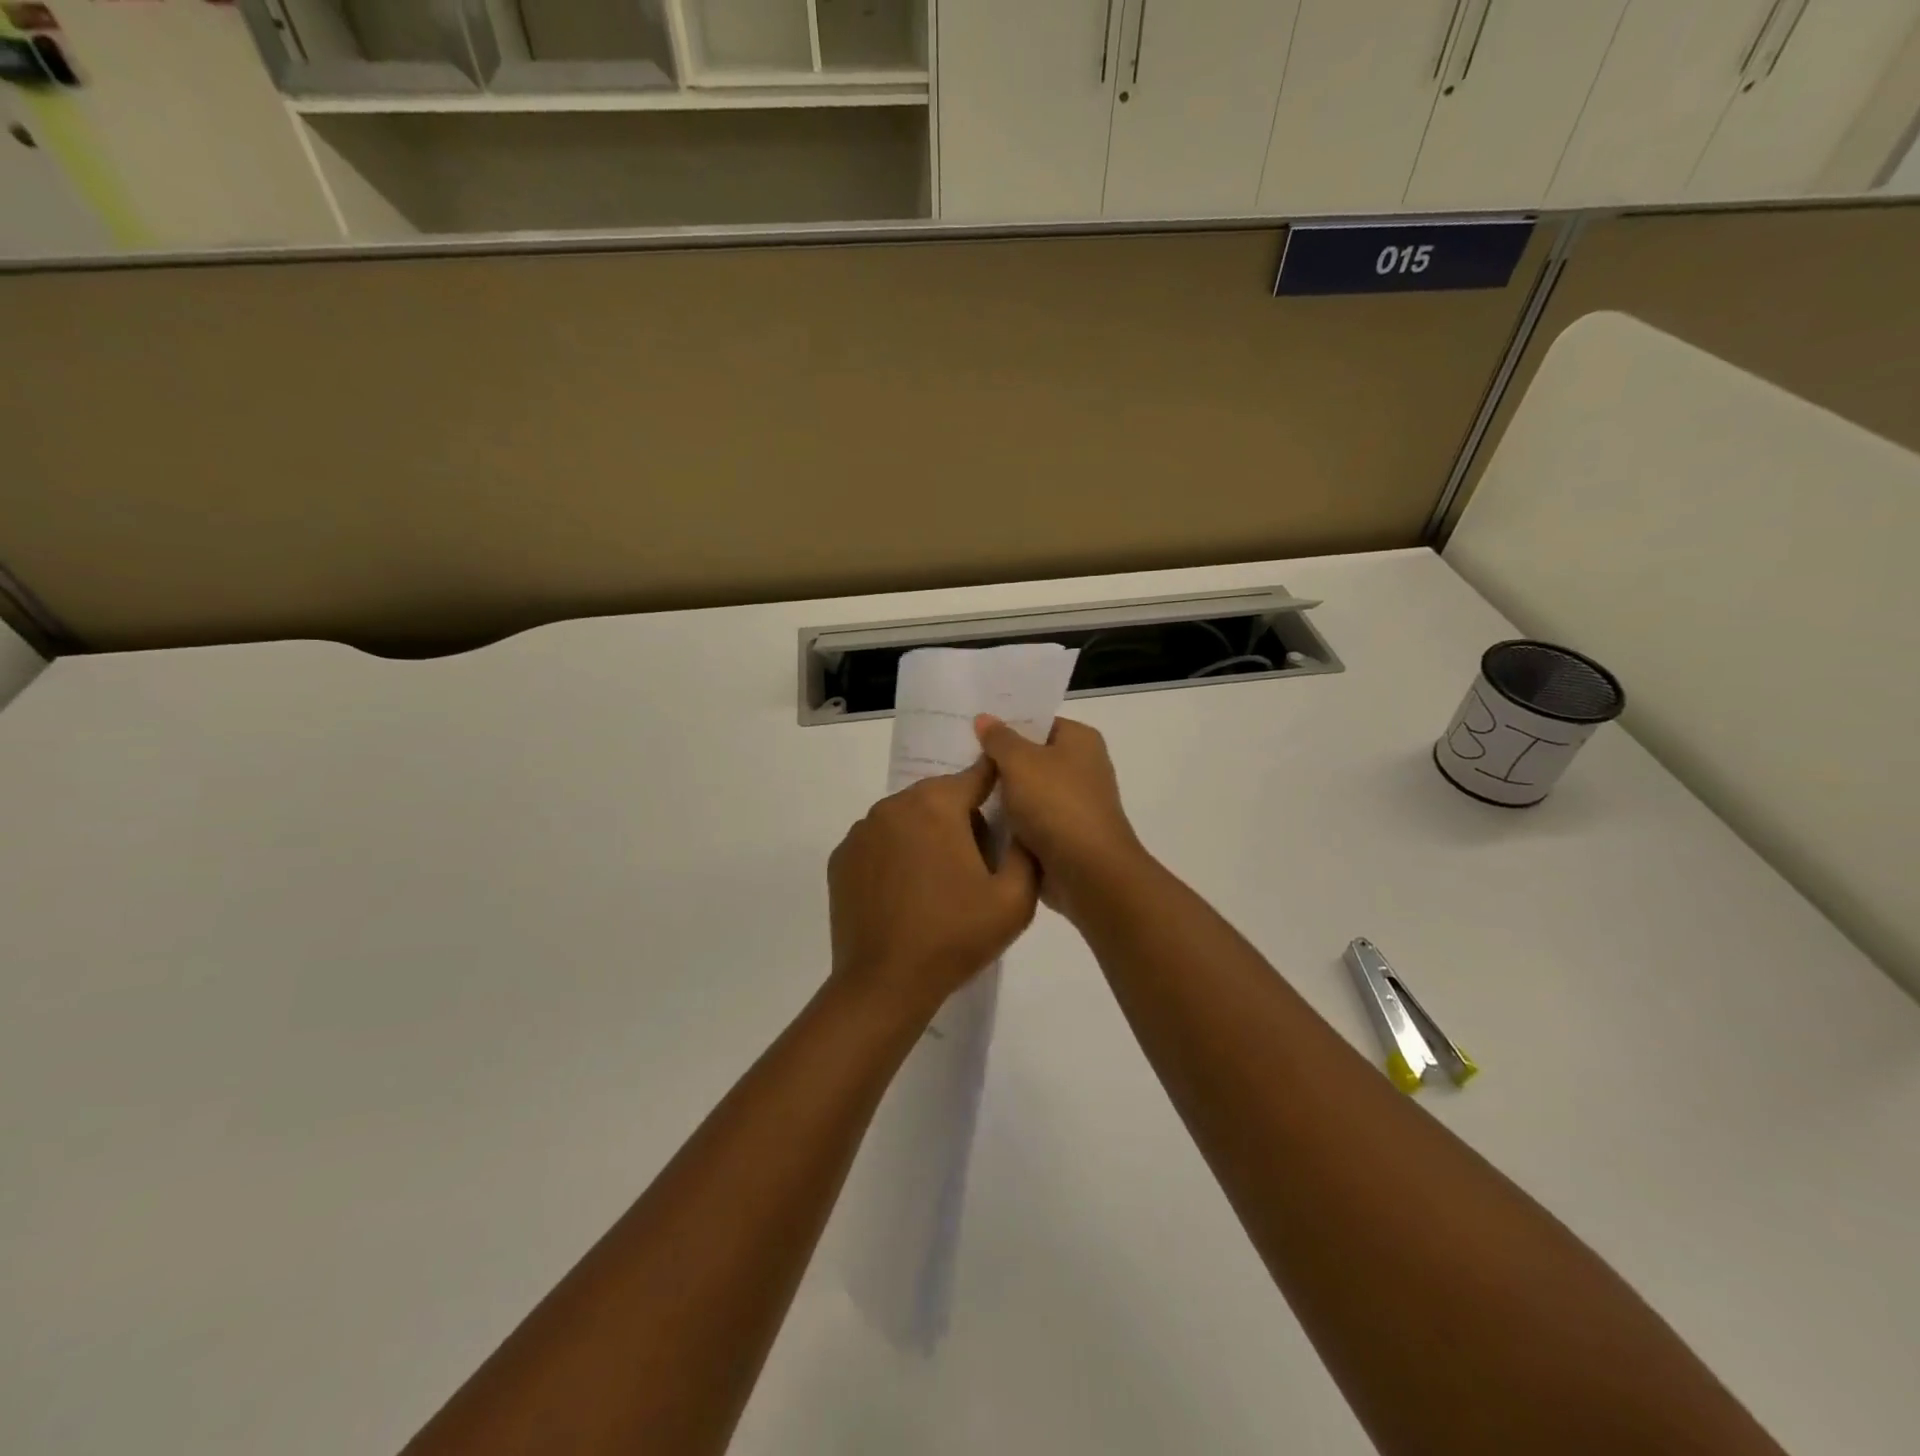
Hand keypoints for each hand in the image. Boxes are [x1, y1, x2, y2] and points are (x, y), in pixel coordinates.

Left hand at [828, 758, 1039, 1024]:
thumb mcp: (1015, 899)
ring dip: (926, 835)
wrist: (884, 984)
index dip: (998, 786)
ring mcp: (861, 831)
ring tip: (939, 883)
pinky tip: (905, 893)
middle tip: (977, 863)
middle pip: (940, 796)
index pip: (977, 775)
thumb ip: (1027, 850)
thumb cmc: (955, 937)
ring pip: (907, 817)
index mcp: (936, 805)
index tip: (1009, 805)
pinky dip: (896, 854)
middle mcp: (894, 805)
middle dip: (962, 818)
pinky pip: (879, 841)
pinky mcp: (841, 858)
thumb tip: (1024, 822)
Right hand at [973, 715, 1148, 922]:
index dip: (1004, 724)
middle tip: (954, 759)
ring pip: (1025, 793)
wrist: (1087, 873)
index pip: (1037, 723)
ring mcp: (1073, 805)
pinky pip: (1027, 822)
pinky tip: (972, 821)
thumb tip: (984, 718)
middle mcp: (1081, 768)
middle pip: (1030, 758)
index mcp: (1079, 740)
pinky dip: (1006, 824)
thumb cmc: (1056, 805)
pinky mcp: (1062, 837)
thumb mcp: (1020, 762)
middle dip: (996, 762)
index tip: (967, 730)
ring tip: (955, 789)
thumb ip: (999, 739)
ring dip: (998, 796)